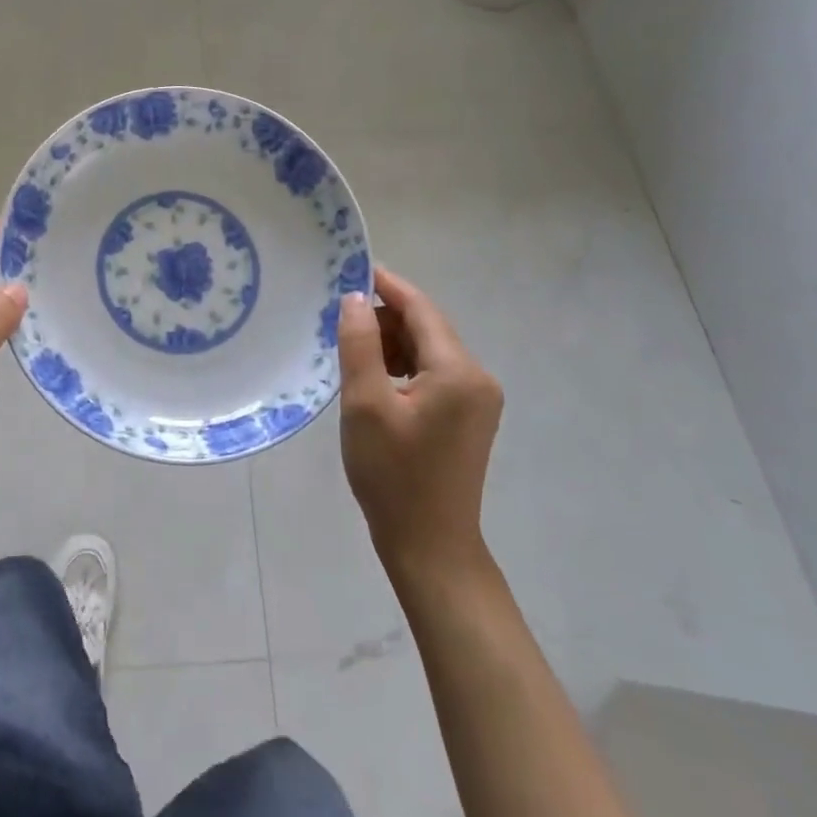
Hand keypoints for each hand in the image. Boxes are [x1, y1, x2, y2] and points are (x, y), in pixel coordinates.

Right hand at [337, 266, 504, 584]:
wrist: (430, 548)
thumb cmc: (393, 476)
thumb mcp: (365, 404)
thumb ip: (359, 343)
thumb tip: (355, 298)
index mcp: (458, 371)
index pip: (421, 308)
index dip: (386, 284)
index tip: (350, 268)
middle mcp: (477, 377)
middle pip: (426, 327)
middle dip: (384, 319)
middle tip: (339, 326)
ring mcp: (477, 398)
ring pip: (427, 349)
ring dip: (391, 344)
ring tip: (352, 358)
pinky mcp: (468, 416)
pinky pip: (432, 372)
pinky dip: (403, 366)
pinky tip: (375, 382)